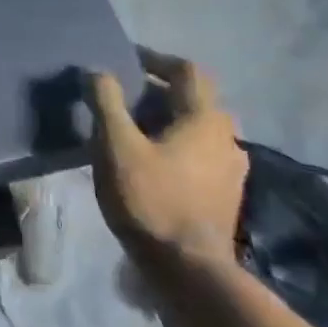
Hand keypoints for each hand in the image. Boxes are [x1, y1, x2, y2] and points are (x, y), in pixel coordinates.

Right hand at [86, 49, 246, 268]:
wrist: (187, 267)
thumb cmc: (149, 198)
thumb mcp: (115, 145)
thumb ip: (106, 102)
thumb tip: (96, 70)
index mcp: (205, 119)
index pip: (187, 71)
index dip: (155, 59)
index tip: (125, 59)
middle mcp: (227, 136)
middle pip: (193, 99)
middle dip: (156, 92)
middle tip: (120, 98)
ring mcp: (231, 167)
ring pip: (197, 128)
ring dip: (165, 120)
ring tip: (130, 130)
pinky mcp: (224, 192)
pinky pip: (199, 153)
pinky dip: (174, 145)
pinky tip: (149, 163)